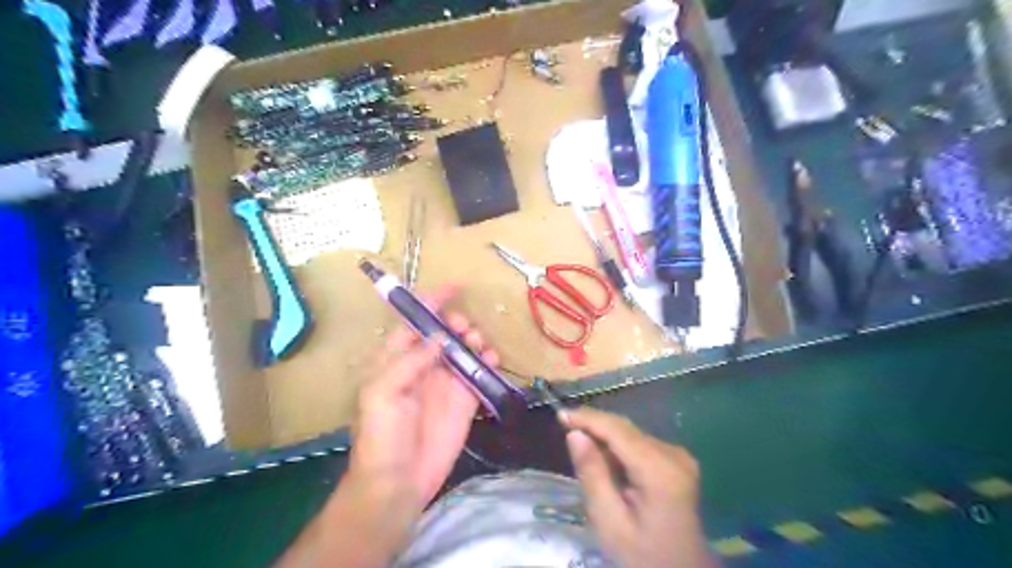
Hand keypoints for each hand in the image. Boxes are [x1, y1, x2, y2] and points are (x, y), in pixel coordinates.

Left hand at [351, 285, 499, 512]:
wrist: (399, 482)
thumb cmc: (382, 435)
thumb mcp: (382, 393)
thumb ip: (409, 361)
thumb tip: (440, 337)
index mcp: (396, 359)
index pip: (413, 323)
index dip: (430, 303)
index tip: (453, 287)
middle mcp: (422, 366)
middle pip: (444, 333)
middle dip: (456, 322)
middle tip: (464, 328)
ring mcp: (446, 382)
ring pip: (464, 349)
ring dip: (473, 339)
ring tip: (477, 343)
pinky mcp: (465, 400)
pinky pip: (480, 373)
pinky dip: (488, 361)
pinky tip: (491, 360)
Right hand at [560, 408, 718, 567]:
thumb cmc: (643, 555)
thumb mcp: (610, 523)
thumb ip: (592, 475)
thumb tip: (575, 434)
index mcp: (660, 470)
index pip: (618, 430)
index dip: (588, 418)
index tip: (559, 414)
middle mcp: (674, 454)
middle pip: (626, 429)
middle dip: (594, 425)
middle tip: (563, 426)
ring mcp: (680, 457)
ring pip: (632, 434)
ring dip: (605, 438)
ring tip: (582, 450)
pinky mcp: (678, 462)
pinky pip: (641, 444)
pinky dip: (619, 448)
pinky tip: (605, 461)